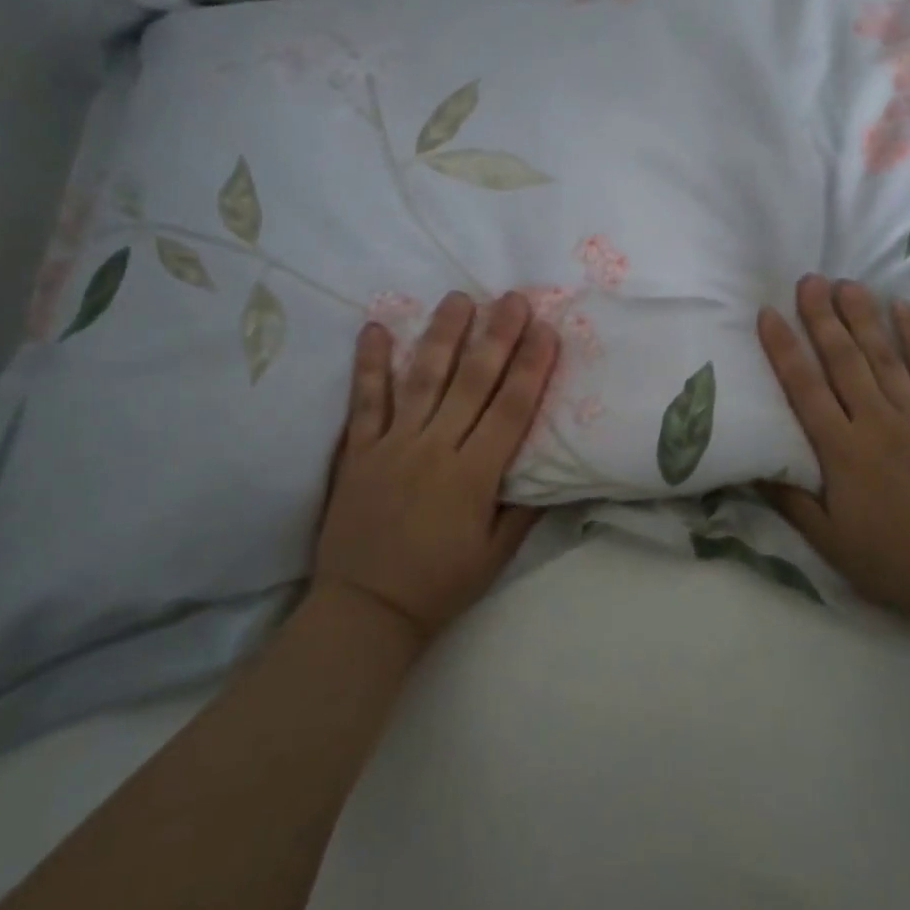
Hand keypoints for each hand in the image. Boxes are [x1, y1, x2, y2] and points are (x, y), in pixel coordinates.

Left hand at [312, 290, 555, 643]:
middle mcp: (435, 450)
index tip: (547, 330)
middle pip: (472, 383)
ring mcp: (392, 445)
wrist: (364, 610)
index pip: (511, 410)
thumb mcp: (496, 555)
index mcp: (473, 476)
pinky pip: (365, 401)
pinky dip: (370, 364)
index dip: (531, 367)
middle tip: (513, 299)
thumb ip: (524, 507)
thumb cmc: (438, 584)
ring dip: (443, 336)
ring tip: (458, 298)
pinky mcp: (359, 451)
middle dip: (496, 337)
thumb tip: (551, 467)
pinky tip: (376, 328)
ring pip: (422, 380)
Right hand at [757, 275, 909, 624]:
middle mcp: (875, 420)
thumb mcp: (829, 540)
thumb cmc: (894, 561)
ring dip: (863, 317)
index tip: (768, 313)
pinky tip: (905, 309)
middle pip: (843, 359)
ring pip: (884, 355)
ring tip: (847, 283)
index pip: (803, 387)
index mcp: (840, 449)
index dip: (783, 348)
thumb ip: (790, 499)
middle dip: (823, 317)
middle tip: (810, 279)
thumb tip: (756, 466)